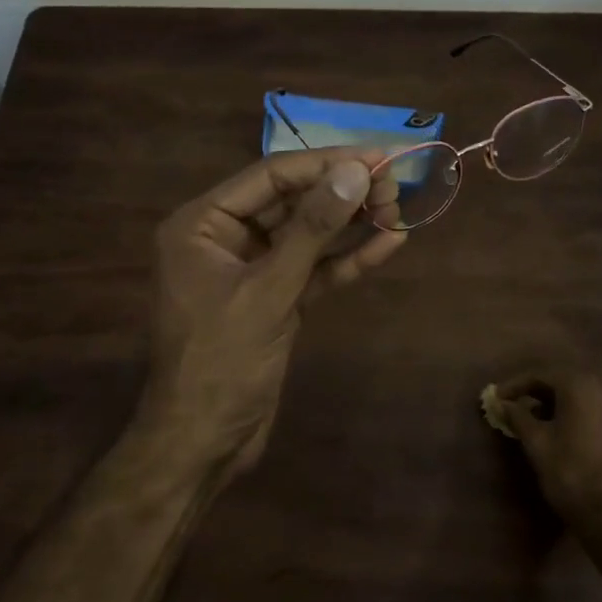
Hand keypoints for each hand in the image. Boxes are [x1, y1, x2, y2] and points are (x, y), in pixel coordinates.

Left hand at [139, 149, 406, 481]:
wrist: (203, 445)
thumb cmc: (221, 362)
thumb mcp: (267, 291)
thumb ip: (312, 230)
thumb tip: (355, 172)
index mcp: (203, 224)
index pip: (271, 176)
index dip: (325, 164)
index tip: (376, 156)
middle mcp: (225, 238)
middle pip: (292, 201)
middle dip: (342, 192)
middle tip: (395, 183)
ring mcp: (253, 270)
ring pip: (308, 235)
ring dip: (351, 222)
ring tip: (398, 207)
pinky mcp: (276, 300)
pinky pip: (315, 270)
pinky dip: (348, 259)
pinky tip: (389, 244)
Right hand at [496, 365, 601, 525]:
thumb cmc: (569, 472)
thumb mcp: (536, 442)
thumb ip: (518, 416)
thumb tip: (503, 403)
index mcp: (579, 383)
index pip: (540, 374)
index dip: (515, 385)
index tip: (497, 397)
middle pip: (563, 377)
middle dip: (538, 389)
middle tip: (516, 403)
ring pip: (583, 389)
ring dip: (560, 398)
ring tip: (539, 416)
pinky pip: (599, 404)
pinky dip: (580, 408)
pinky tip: (567, 426)